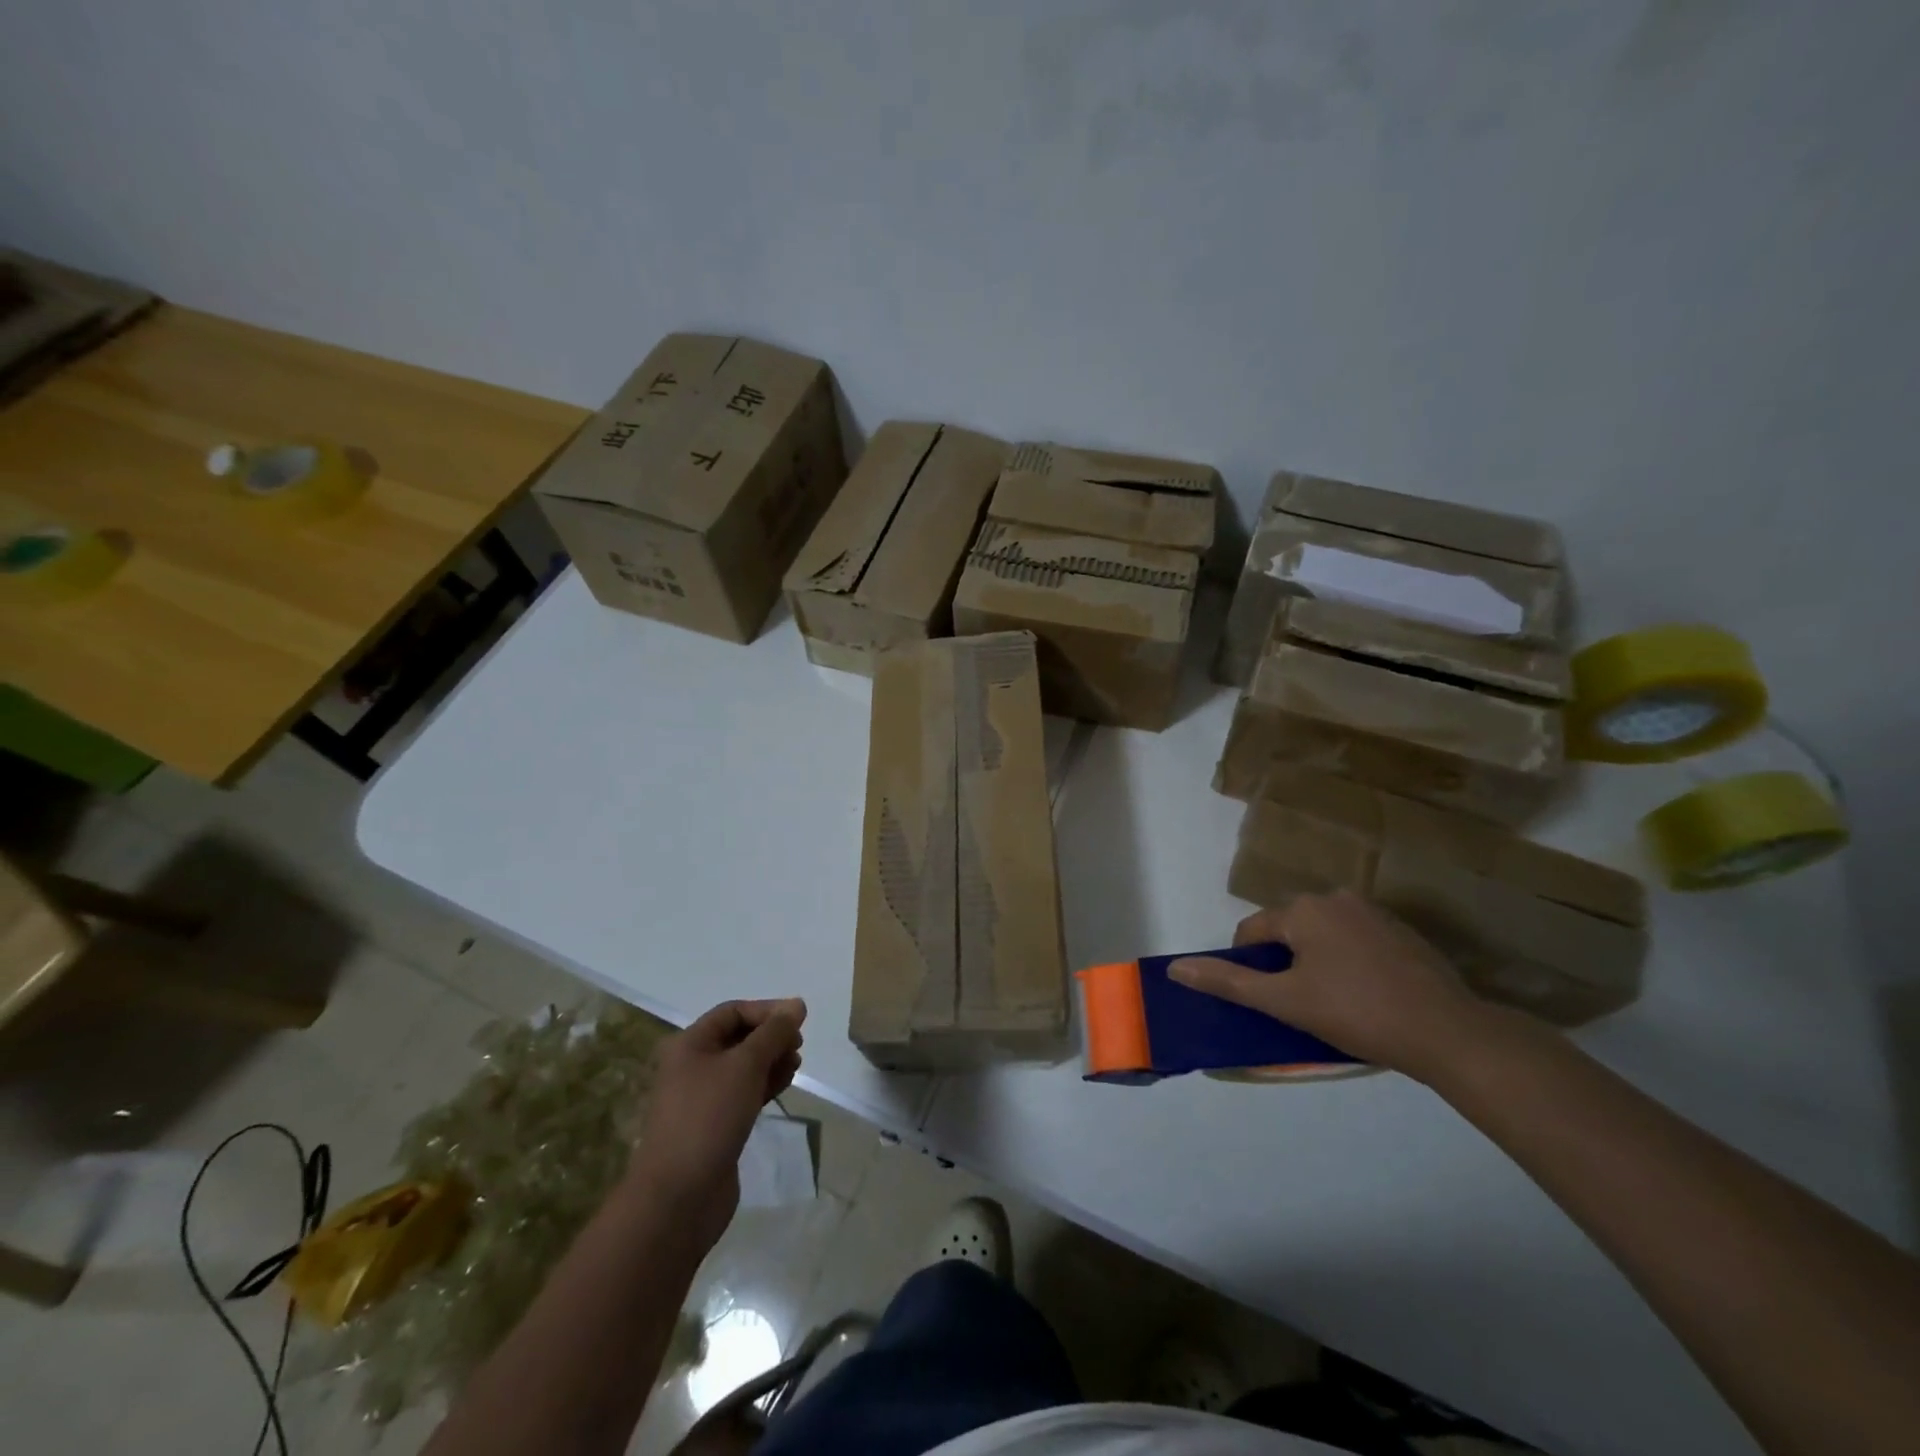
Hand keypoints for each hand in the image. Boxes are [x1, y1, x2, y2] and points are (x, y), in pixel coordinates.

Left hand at [626, 998, 805, 1248]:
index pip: (733, 1012)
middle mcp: (693, 1066)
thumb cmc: (708, 1118)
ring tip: (795, 1066)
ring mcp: (703, 1098)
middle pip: (739, 1038)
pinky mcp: (715, 1125)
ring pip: (744, 1066)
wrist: (678, 1198)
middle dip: (771, 1037)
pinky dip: (765, 1084)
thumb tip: (797, 1004)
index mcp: (690, 1044)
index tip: (799, 1021)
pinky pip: (744, 1093)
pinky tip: (784, 1085)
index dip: (767, 1011)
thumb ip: (774, 1032)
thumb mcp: (745, 1065)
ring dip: (772, 1060)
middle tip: (798, 1046)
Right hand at [1169, 892, 1491, 1079]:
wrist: (1449, 1034)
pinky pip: (1356, 941)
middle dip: (1286, 964)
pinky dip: (1350, 963)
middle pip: (1288, 931)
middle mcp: (1335, 898)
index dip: (1250, 968)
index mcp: (1302, 909)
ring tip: (1337, 1005)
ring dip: (1317, 962)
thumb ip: (1228, 982)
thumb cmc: (1356, 1013)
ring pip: (1323, 936)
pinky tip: (1368, 997)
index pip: (1252, 933)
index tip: (1270, 1001)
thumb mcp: (1284, 1002)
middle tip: (1303, 1006)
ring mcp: (1374, 912)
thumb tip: (1175, 968)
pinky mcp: (1403, 932)